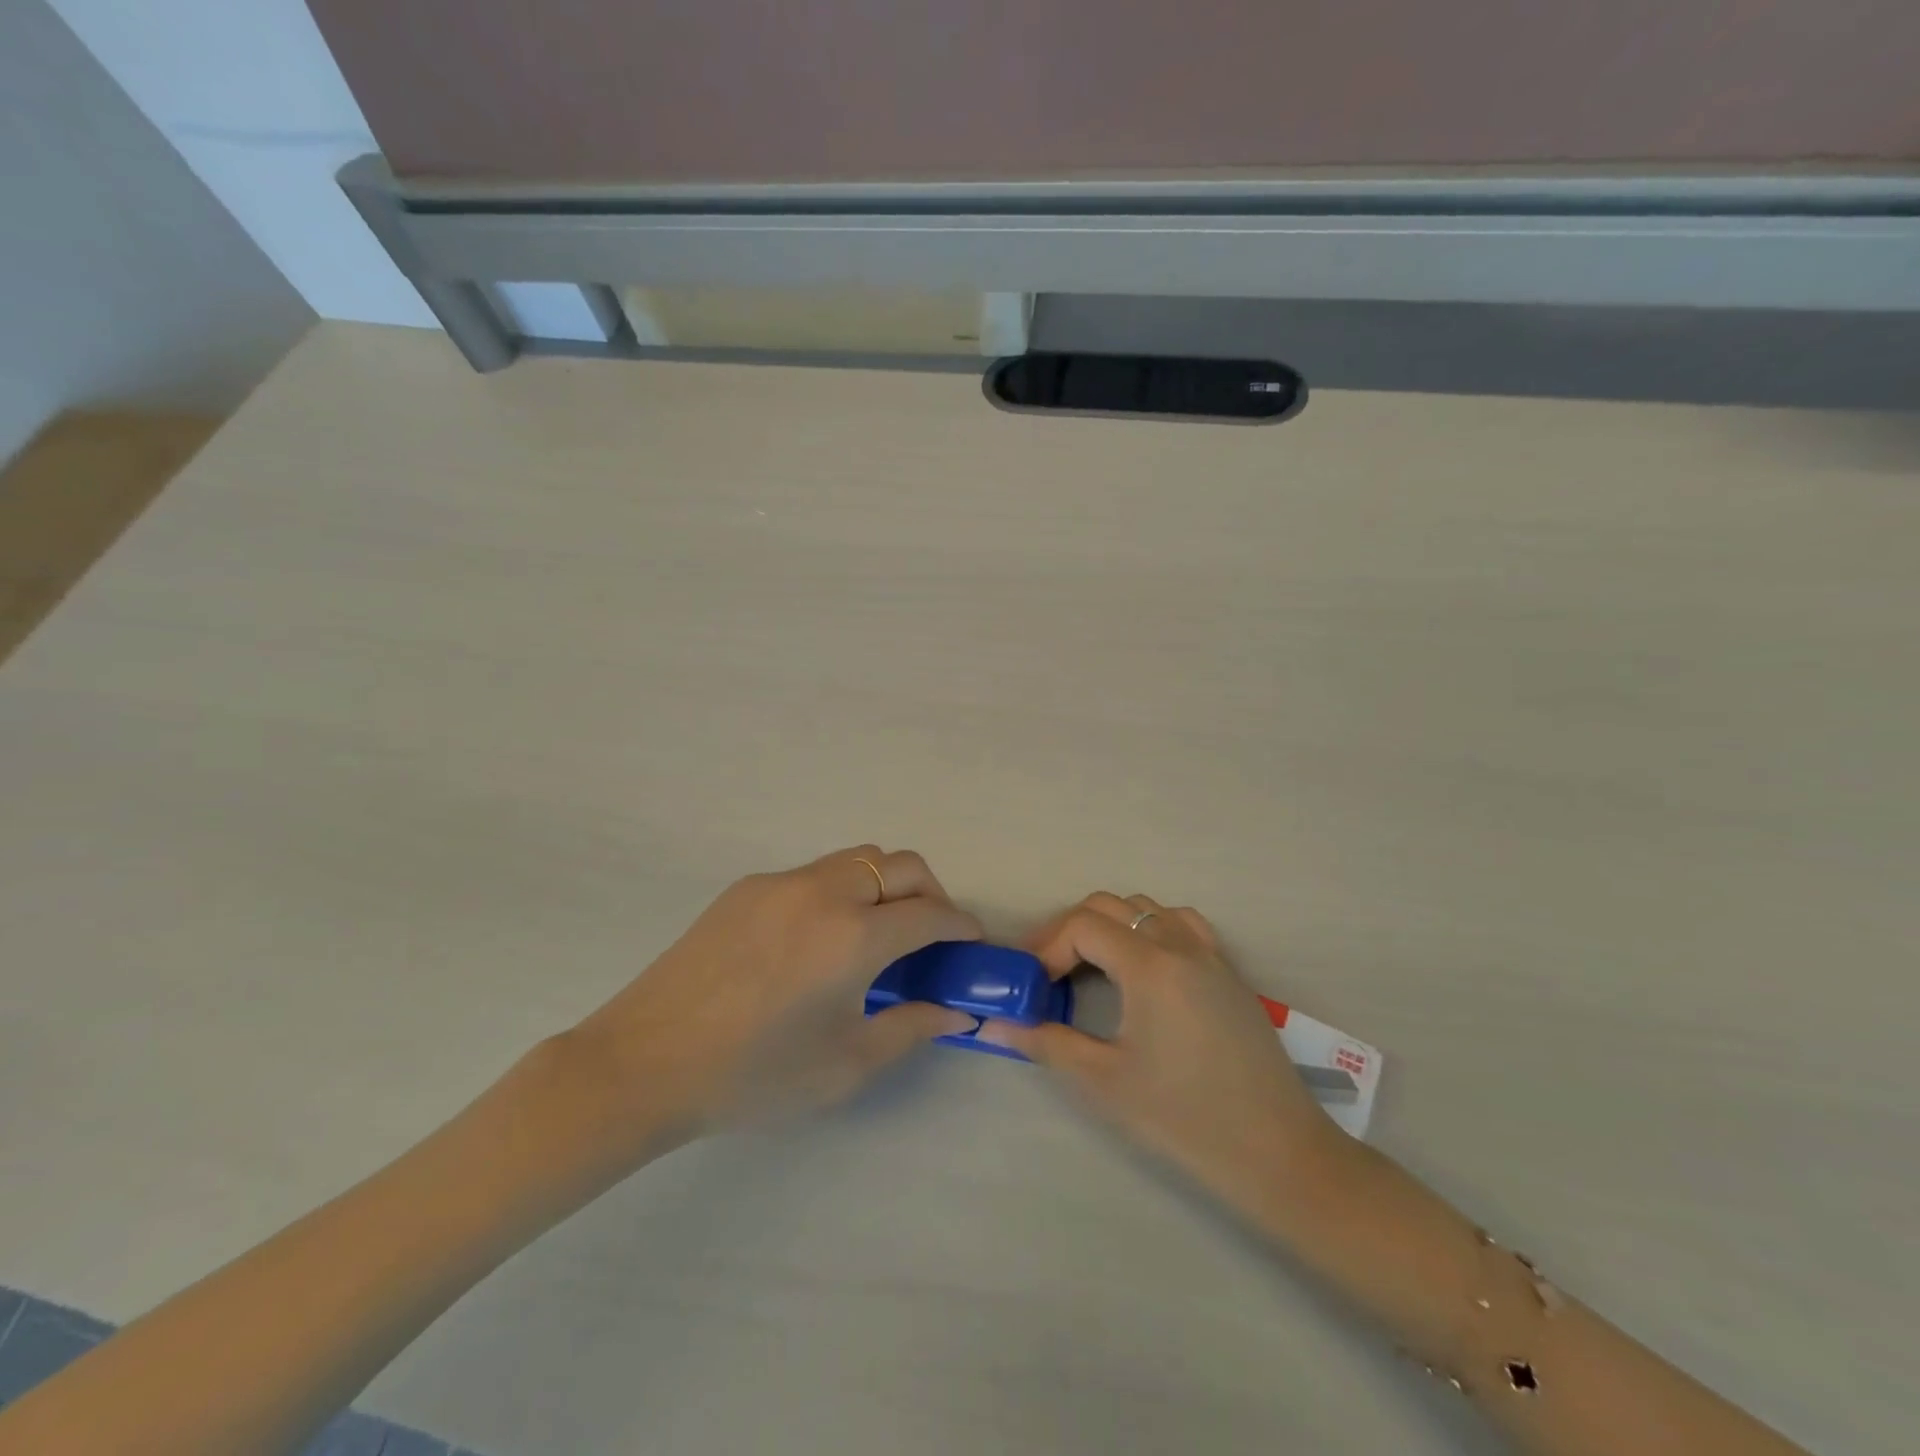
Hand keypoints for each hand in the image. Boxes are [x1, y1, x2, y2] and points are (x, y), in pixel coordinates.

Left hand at [565, 846, 979, 1154]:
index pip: (931, 913)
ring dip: (887, 885)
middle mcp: (824, 892)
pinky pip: (815, 873)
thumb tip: (958, 1012)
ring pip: (859, 858)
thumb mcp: (845, 1064)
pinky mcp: (748, 887)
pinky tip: (820, 939)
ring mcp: (781, 882)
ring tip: (878, 933)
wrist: (643, 1063)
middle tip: (930, 936)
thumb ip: (912, 1028)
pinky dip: (842, 890)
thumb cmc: (753, 1076)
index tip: (970, 943)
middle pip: (902, 865)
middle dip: (931, 894)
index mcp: (853, 937)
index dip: (961, 926)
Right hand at [979, 893, 1338, 1210]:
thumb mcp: (1105, 1081)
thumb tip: (993, 1026)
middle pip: (1110, 906)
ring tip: (1091, 968)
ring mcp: (1210, 954)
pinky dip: (1150, 929)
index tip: (1032, 985)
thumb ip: (1046, 1043)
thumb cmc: (1185, 1118)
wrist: (1277, 1153)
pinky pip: (1181, 923)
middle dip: (1070, 931)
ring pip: (1146, 909)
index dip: (1047, 947)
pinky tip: (1144, 969)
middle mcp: (1180, 944)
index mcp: (1150, 965)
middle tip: (1049, 974)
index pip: (1082, 925)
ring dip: (1110, 926)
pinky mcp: (1229, 971)